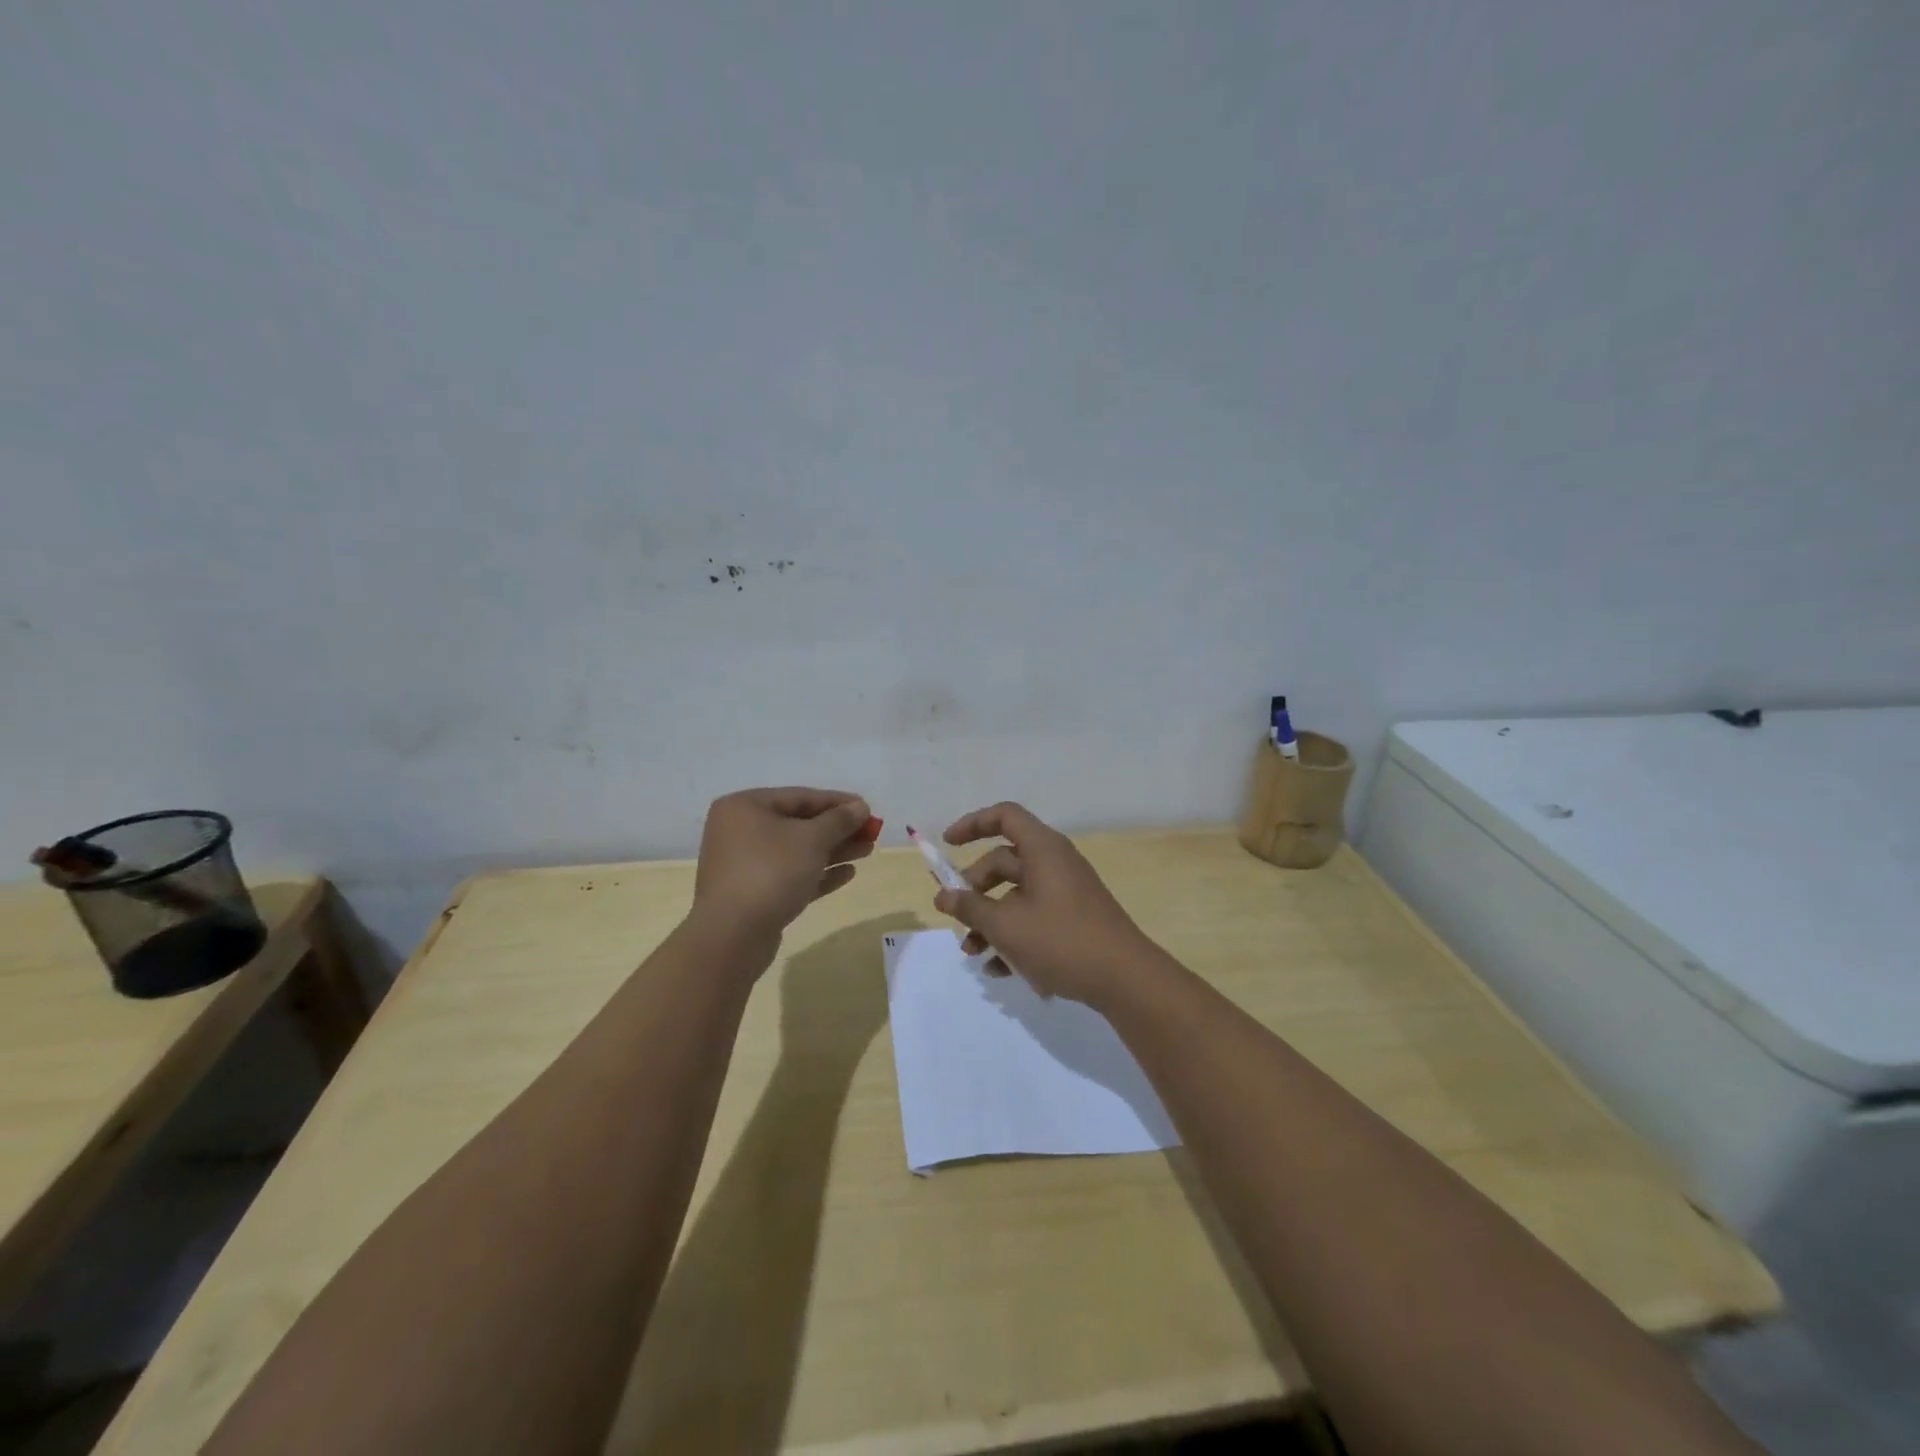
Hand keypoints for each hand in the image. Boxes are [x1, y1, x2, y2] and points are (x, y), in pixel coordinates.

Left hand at [692, 788, 874, 942]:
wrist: (732, 936)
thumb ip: (839, 820)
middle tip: (871, 833)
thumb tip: (860, 806)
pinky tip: (848, 874)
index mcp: (745, 807)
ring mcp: (745, 865)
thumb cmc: (771, 872)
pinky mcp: (753, 894)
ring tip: (867, 851)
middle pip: (799, 824)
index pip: (800, 797)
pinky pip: (791, 876)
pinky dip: (818, 874)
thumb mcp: (812, 839)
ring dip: (833, 851)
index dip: (838, 802)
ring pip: (797, 852)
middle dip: (838, 829)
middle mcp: (740, 831)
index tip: (868, 808)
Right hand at [933, 802, 1165, 1007]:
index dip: (972, 824)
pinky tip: (998, 969)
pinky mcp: (1073, 919)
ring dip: (990, 920)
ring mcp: (1066, 892)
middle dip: (975, 889)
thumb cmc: (1061, 941)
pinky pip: (1034, 917)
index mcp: (1042, 849)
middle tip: (956, 917)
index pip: (1004, 817)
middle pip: (1004, 861)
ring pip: (1016, 895)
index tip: (947, 844)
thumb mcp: (1006, 925)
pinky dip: (1013, 936)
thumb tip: (943, 895)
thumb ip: (970, 908)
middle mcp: (1055, 862)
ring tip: (973, 953)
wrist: (1125, 979)